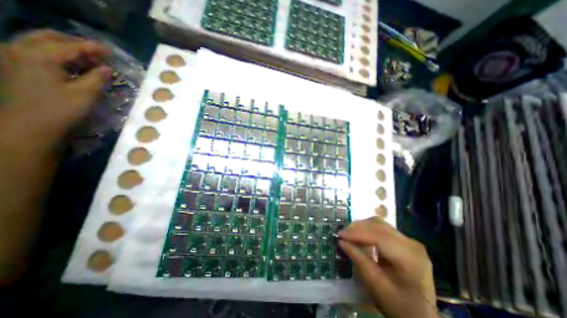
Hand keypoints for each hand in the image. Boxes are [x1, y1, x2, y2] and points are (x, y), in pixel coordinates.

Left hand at [0, 29, 111, 144]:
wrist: (27, 125)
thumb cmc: (60, 110)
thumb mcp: (86, 94)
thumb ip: (98, 78)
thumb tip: (107, 68)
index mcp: (39, 56)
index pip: (71, 46)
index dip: (93, 48)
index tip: (110, 53)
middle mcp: (19, 49)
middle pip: (49, 37)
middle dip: (76, 43)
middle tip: (98, 54)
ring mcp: (11, 57)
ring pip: (39, 42)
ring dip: (65, 48)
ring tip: (87, 60)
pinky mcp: (11, 66)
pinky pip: (33, 51)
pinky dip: (54, 54)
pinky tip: (69, 65)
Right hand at [335, 218, 437, 316]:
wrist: (422, 317)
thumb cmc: (399, 306)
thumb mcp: (376, 286)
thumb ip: (359, 260)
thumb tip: (342, 242)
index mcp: (409, 258)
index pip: (378, 236)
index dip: (356, 233)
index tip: (339, 235)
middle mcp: (411, 244)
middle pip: (379, 225)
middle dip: (357, 227)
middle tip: (342, 234)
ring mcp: (410, 241)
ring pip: (380, 224)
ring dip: (362, 227)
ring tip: (349, 234)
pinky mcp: (405, 241)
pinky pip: (383, 228)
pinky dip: (368, 229)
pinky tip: (360, 236)